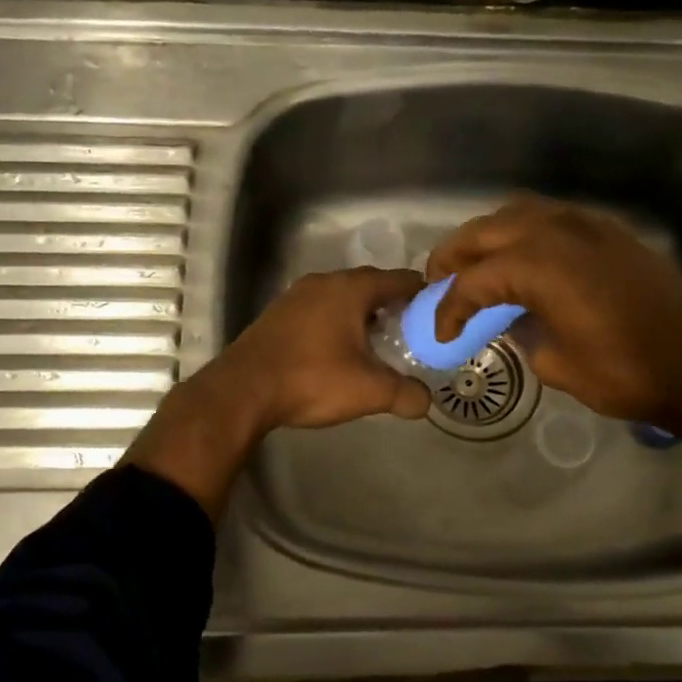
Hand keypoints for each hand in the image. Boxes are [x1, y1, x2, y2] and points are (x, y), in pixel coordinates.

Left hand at [213, 267, 431, 431]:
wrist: (243, 390)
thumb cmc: (312, 379)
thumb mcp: (368, 391)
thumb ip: (405, 394)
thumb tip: (425, 402)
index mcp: (351, 289)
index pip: (400, 279)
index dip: (424, 294)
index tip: (438, 313)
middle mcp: (324, 282)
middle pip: (370, 285)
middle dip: (393, 306)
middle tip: (412, 332)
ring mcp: (296, 295)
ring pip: (341, 297)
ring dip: (362, 315)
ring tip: (379, 344)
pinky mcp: (278, 314)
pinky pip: (319, 309)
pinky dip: (336, 322)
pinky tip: (339, 350)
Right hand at [426, 195, 681, 429]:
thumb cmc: (626, 371)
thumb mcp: (557, 363)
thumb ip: (522, 333)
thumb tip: (512, 319)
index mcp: (538, 265)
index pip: (475, 280)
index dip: (450, 307)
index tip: (440, 331)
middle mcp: (557, 232)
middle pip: (486, 231)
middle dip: (455, 256)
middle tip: (439, 282)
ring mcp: (587, 226)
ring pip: (518, 213)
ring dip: (488, 236)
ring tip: (476, 264)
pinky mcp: (610, 233)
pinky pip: (551, 217)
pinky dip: (523, 232)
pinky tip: (523, 259)